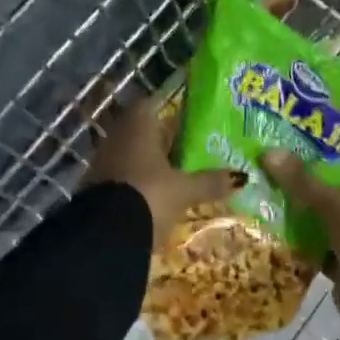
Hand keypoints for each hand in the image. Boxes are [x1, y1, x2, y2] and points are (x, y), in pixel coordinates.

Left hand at [85, 97, 244, 244]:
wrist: (105, 235)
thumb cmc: (149, 195)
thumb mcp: (185, 190)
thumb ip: (211, 181)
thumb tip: (243, 176)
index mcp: (138, 124)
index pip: (152, 104)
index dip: (169, 111)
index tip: (189, 121)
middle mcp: (117, 134)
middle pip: (143, 130)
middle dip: (164, 140)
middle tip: (191, 148)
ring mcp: (104, 160)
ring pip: (132, 153)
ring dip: (151, 162)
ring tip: (178, 173)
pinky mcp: (96, 186)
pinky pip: (123, 174)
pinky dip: (138, 180)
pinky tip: (156, 193)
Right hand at [259, 153, 339, 301]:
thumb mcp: (329, 200)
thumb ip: (301, 179)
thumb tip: (269, 152)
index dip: (336, 151)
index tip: (307, 144)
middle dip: (315, 182)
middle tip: (283, 170)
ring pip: (332, 216)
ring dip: (310, 213)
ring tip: (276, 199)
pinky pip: (326, 244)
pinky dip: (310, 241)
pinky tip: (284, 234)